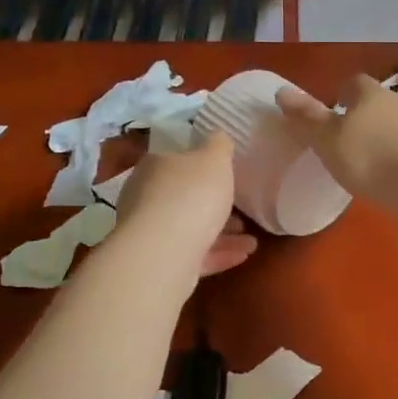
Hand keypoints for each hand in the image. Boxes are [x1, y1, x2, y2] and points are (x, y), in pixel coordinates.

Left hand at [113, 133, 257, 276]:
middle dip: (214, 205)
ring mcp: (151, 233)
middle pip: (184, 198)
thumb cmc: (191, 194)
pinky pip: (194, 255)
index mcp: (155, 166)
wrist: (165, 251)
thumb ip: (219, 145)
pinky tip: (244, 254)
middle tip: (242, 211)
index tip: (227, 177)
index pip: (176, 161)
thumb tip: (218, 135)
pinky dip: (219, 254)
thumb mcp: (215, 158)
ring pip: (190, 229)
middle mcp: (146, 197)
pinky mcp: (160, 263)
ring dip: (222, 233)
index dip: (203, 168)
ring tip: (251, 239)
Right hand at [277, 75, 397, 210]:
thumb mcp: (329, 141)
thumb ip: (307, 118)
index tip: (334, 109)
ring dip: (388, 133)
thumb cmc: (370, 159)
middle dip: (367, 114)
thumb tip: (281, 90)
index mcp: (369, 94)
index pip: (353, 83)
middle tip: (352, 136)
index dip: (341, 94)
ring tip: (375, 157)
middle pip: (379, 100)